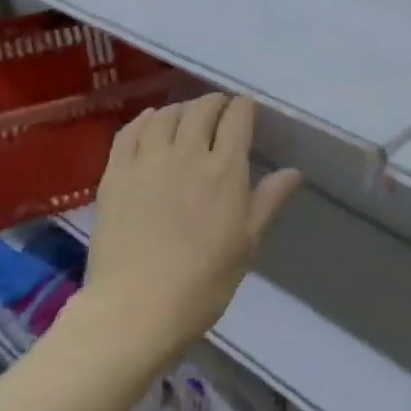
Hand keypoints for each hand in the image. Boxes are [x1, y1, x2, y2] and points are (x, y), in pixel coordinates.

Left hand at [85, 94, 301, 360]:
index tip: (246, 109)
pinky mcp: (116, 174)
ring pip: (166, 115)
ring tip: (186, 115)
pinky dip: (144, 120)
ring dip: (181, 108)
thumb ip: (269, 201)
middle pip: (202, 110)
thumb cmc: (203, 282)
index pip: (238, 119)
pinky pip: (130, 132)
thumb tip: (294, 171)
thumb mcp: (246, 243)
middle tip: (220, 109)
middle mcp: (188, 153)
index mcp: (225, 170)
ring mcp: (148, 161)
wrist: (136, 308)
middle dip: (215, 102)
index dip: (244, 107)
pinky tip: (150, 121)